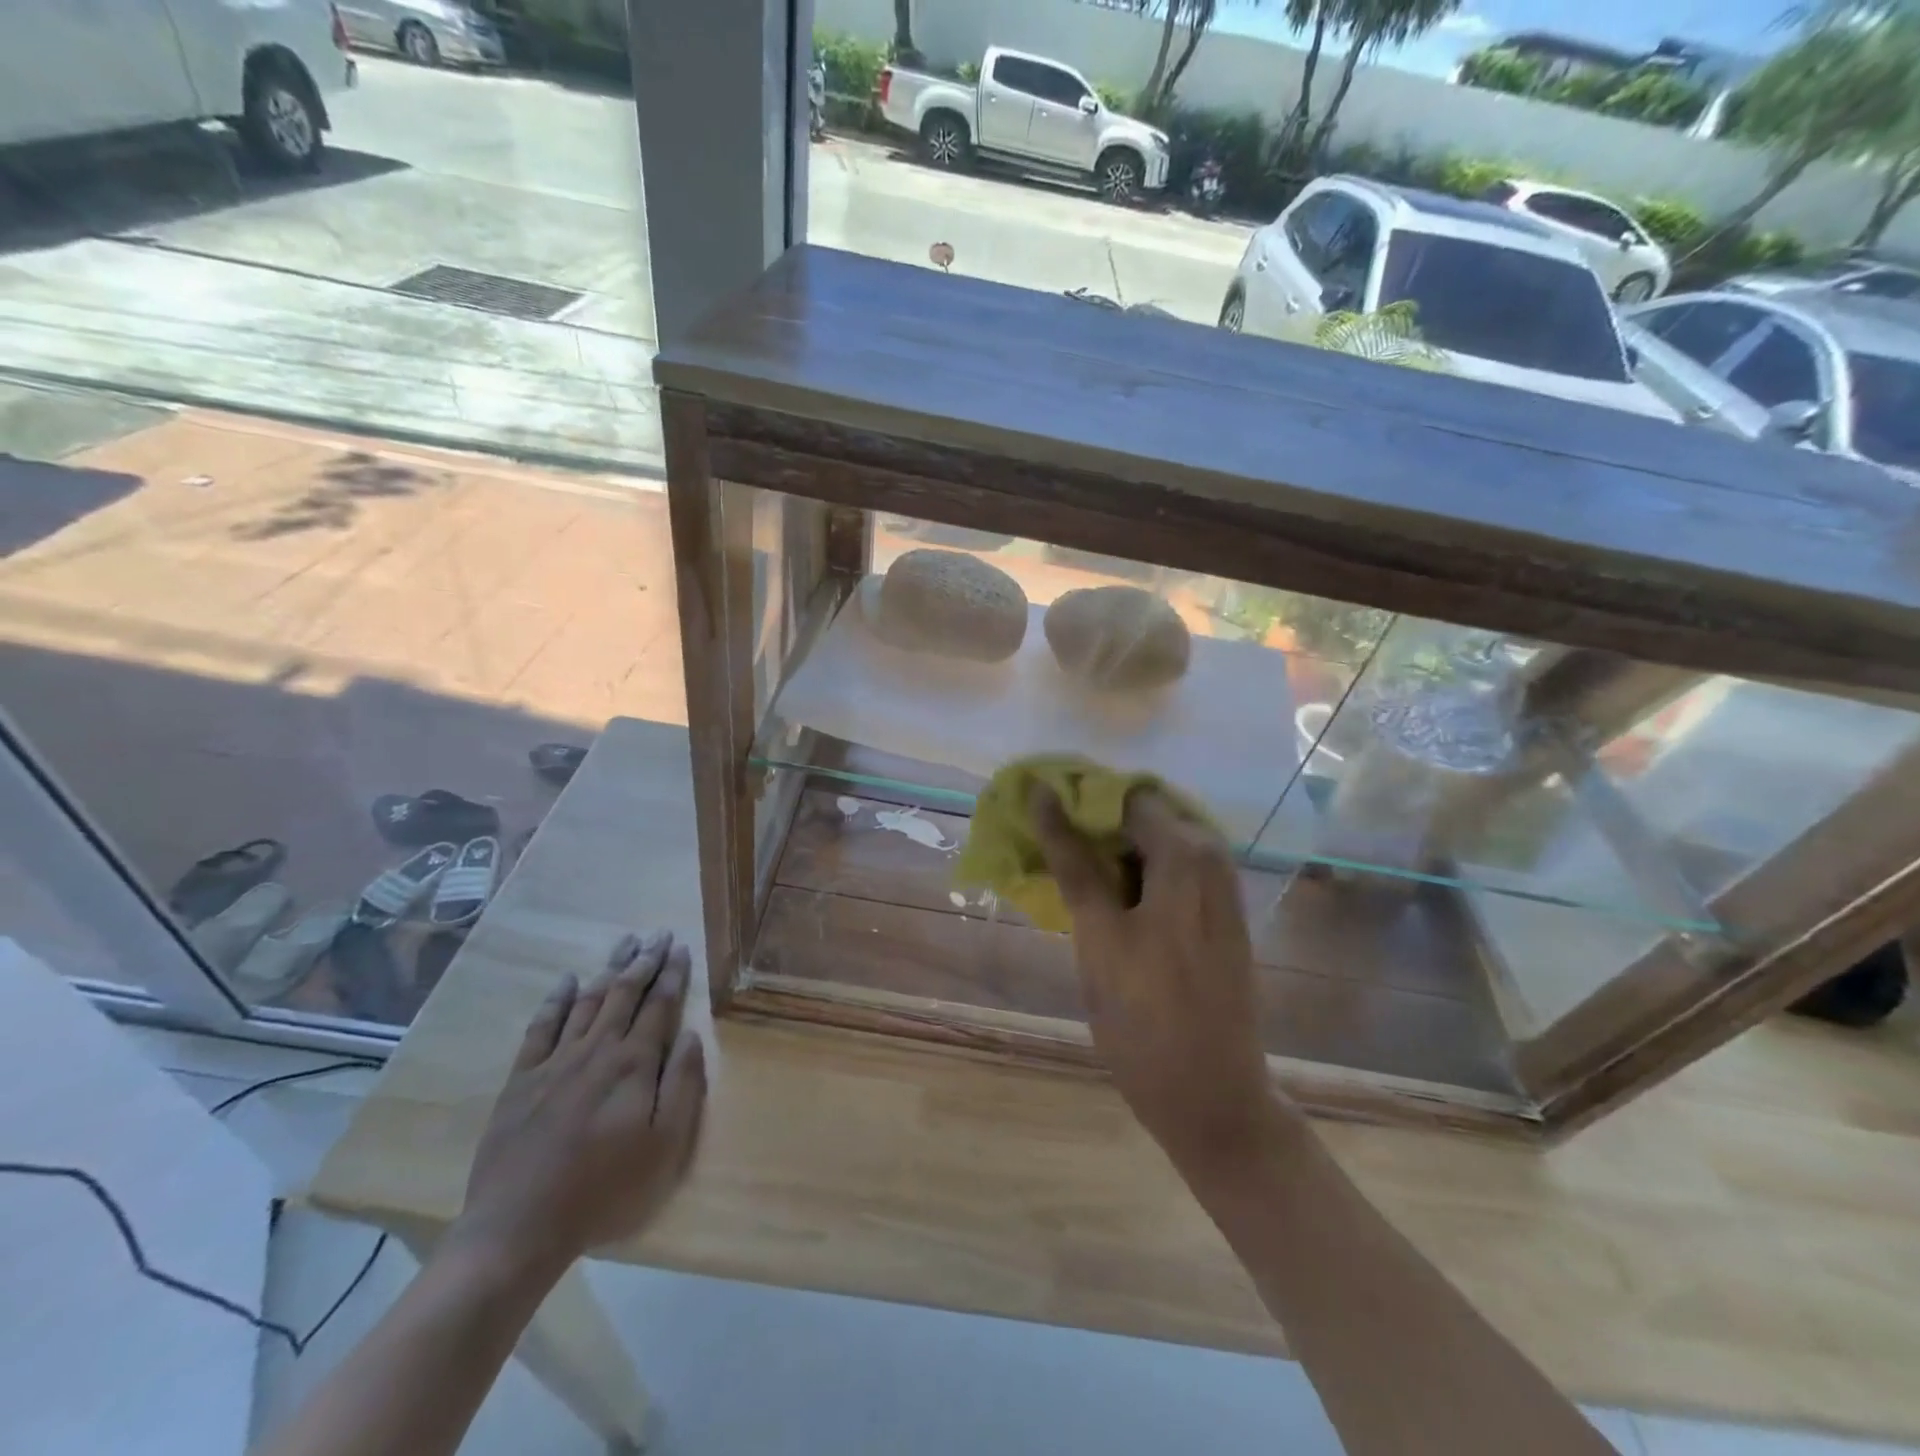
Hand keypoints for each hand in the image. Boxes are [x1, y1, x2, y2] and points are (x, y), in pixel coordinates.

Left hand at [456, 931, 706, 1272]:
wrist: (519, 1227)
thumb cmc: (604, 1189)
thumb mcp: (664, 1145)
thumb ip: (683, 1085)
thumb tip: (694, 1036)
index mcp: (634, 1064)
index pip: (659, 1005)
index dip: (672, 974)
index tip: (682, 948)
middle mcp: (597, 1050)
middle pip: (625, 993)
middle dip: (645, 960)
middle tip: (658, 934)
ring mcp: (556, 1061)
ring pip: (589, 1001)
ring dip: (609, 969)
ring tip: (625, 943)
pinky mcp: (522, 1079)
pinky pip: (542, 1027)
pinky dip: (557, 1000)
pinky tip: (567, 981)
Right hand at [1030, 786, 1274, 1178]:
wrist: (1212, 1099)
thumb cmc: (1146, 1019)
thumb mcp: (1099, 935)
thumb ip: (1072, 859)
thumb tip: (1043, 794)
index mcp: (1185, 851)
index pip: (1119, 794)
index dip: (1075, 801)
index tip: (1034, 818)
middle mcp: (1210, 854)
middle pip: (1137, 816)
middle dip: (1089, 827)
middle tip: (1043, 852)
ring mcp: (1219, 883)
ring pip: (1148, 844)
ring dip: (1106, 853)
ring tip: (1065, 878)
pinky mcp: (1217, 910)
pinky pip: (1166, 871)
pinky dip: (1130, 876)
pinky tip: (1102, 903)